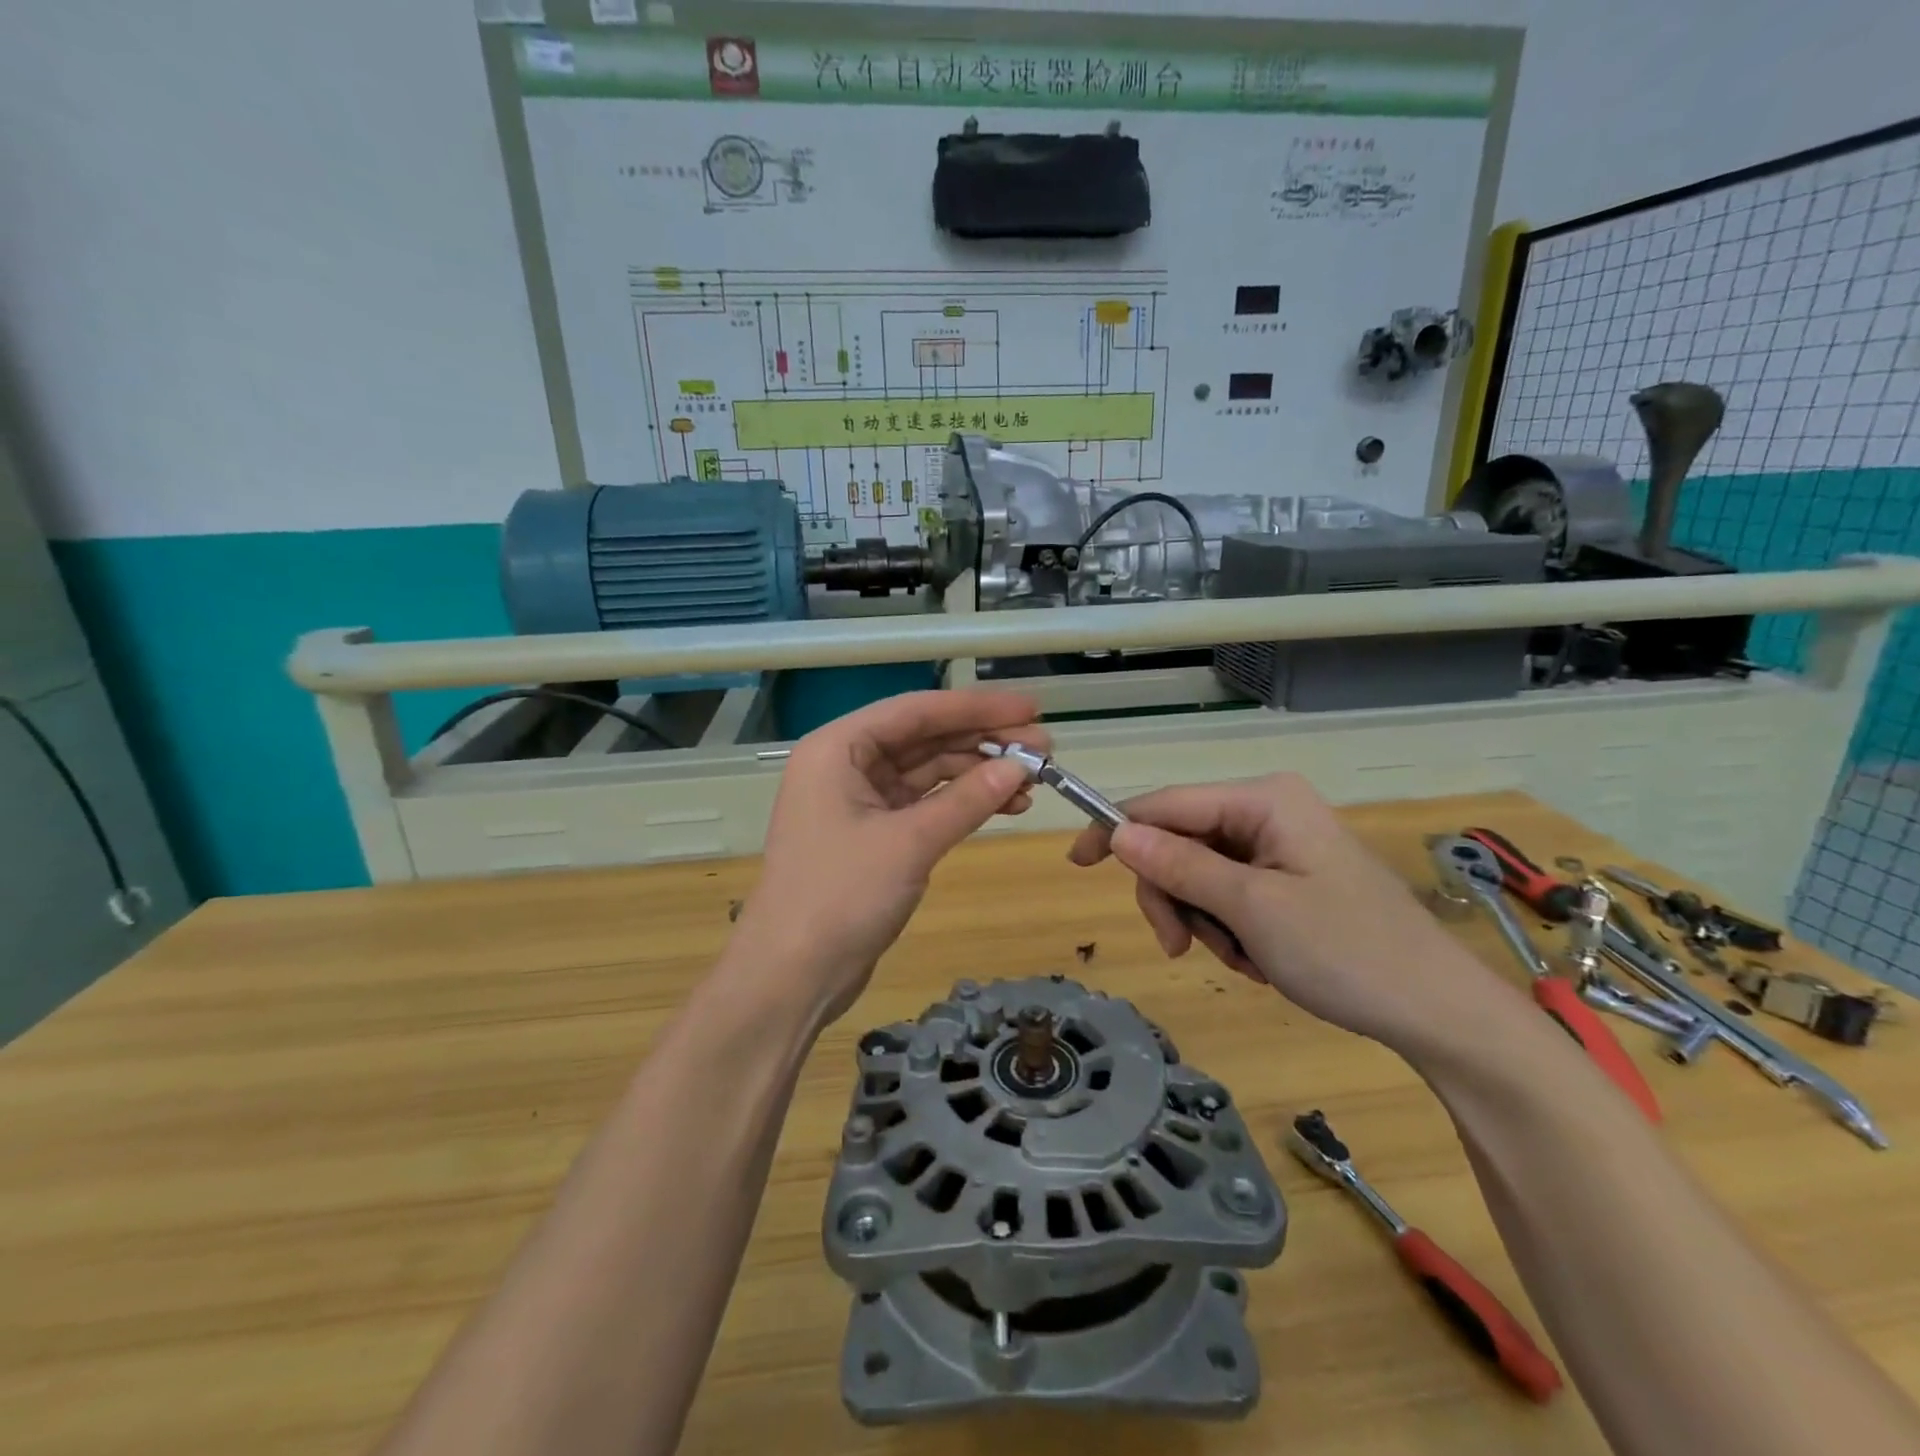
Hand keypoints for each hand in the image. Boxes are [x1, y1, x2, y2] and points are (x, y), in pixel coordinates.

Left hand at [731, 690, 1046, 1024]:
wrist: (793, 976)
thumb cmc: (841, 897)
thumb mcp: (910, 843)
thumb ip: (968, 799)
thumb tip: (1023, 765)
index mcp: (837, 748)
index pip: (915, 711)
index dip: (975, 708)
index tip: (1030, 708)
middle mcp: (844, 764)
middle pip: (923, 738)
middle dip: (982, 741)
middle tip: (1042, 748)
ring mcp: (857, 801)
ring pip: (927, 772)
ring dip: (977, 773)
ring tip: (1033, 781)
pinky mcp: (871, 834)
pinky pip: (923, 804)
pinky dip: (961, 803)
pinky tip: (1004, 805)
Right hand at [1067, 773, 1518, 1051]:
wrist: (1439, 1013)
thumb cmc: (1346, 952)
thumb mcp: (1251, 908)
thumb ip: (1180, 866)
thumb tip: (1118, 833)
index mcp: (1263, 800)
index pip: (1166, 804)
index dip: (1117, 831)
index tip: (1077, 864)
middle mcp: (1268, 812)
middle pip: (1180, 843)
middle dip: (1174, 896)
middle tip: (1179, 947)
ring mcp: (1280, 846)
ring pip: (1200, 874)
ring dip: (1204, 920)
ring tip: (1241, 959)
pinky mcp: (1289, 879)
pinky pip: (1229, 894)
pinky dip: (1228, 929)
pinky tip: (1258, 959)